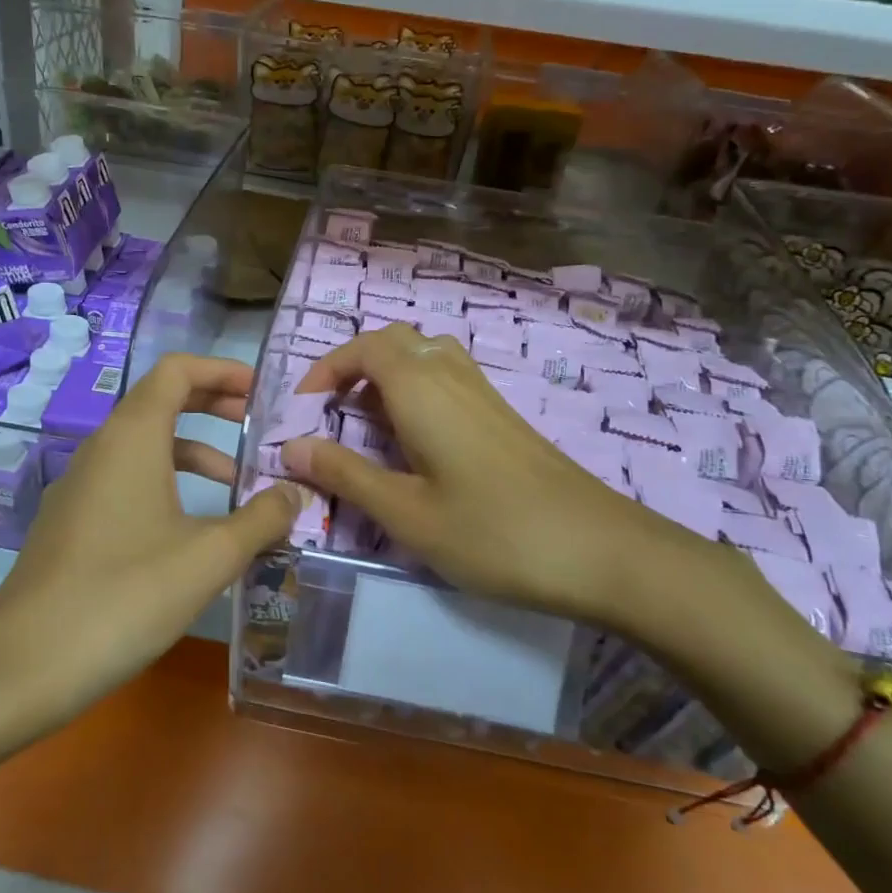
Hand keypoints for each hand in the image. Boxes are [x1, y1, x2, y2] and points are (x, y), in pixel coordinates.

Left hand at [0, 354, 300, 717]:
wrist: (23, 665)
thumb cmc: (125, 595)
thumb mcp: (209, 557)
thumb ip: (262, 519)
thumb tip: (295, 495)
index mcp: (132, 437)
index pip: (177, 370)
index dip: (222, 370)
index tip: (262, 392)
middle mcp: (102, 449)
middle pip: (162, 402)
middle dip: (214, 407)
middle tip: (260, 428)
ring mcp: (81, 486)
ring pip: (146, 447)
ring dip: (196, 453)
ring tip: (239, 488)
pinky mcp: (72, 522)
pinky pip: (128, 481)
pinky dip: (168, 484)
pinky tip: (193, 531)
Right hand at [281, 324, 743, 649]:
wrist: (599, 550)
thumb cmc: (493, 532)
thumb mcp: (406, 512)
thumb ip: (346, 475)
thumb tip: (291, 447)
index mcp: (421, 388)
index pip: (363, 348)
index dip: (326, 369)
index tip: (303, 410)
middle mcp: (452, 375)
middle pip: (394, 342)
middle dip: (353, 369)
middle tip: (332, 417)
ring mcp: (483, 393)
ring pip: (424, 356)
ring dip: (386, 379)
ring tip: (368, 428)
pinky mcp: (503, 415)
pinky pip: (447, 379)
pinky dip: (416, 393)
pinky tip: (416, 445)